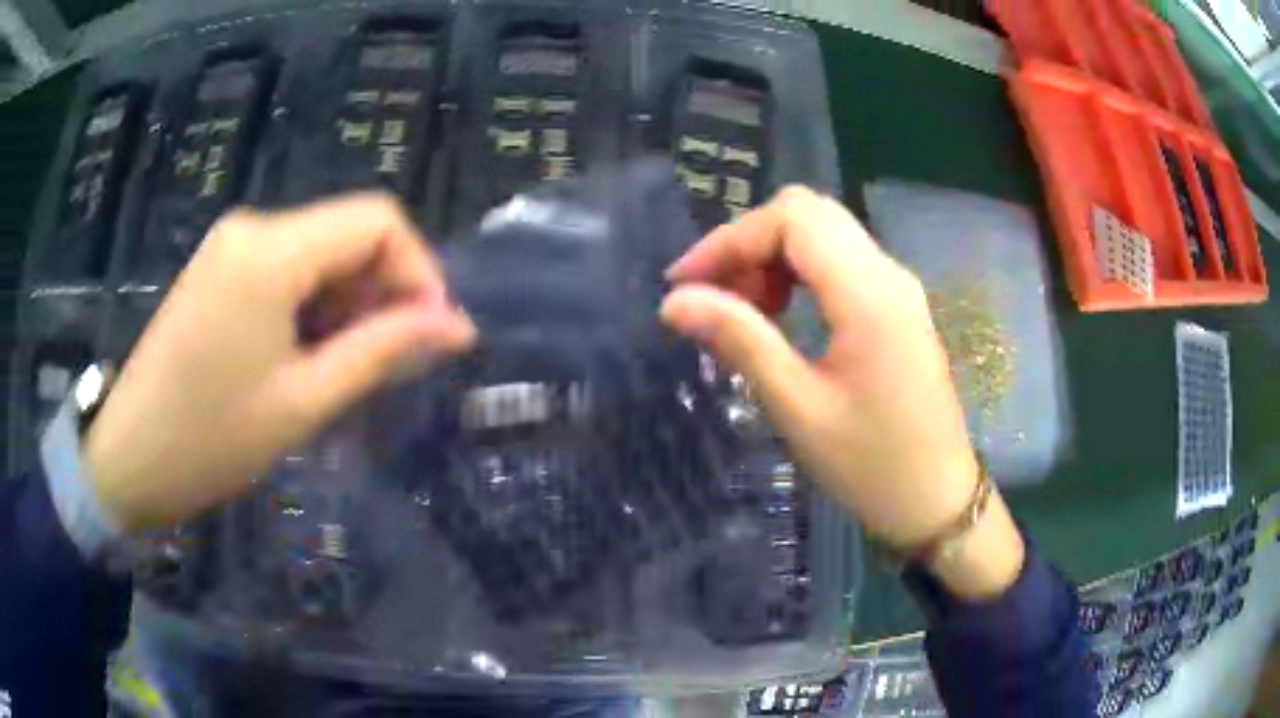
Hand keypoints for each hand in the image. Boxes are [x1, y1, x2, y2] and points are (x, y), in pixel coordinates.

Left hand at [84, 194, 475, 531]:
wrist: (131, 456)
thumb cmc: (212, 439)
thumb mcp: (304, 401)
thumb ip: (383, 351)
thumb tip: (456, 326)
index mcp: (271, 251)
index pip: (377, 220)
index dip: (419, 270)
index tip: (431, 334)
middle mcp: (253, 227)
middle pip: (348, 231)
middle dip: (383, 290)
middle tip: (391, 362)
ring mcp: (232, 243)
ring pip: (321, 250)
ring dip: (349, 301)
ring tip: (346, 367)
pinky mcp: (221, 265)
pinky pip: (288, 265)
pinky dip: (315, 302)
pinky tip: (308, 352)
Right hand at [661, 187, 1023, 597]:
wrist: (938, 501)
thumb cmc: (871, 467)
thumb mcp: (799, 408)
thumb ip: (740, 340)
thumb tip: (675, 301)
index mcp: (868, 293)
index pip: (790, 219)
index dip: (728, 239)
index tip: (683, 285)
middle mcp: (888, 273)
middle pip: (808, 213)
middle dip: (748, 243)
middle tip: (712, 296)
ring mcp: (897, 287)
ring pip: (823, 233)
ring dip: (772, 256)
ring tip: (742, 311)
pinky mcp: (898, 306)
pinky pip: (841, 262)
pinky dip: (799, 272)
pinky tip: (780, 315)